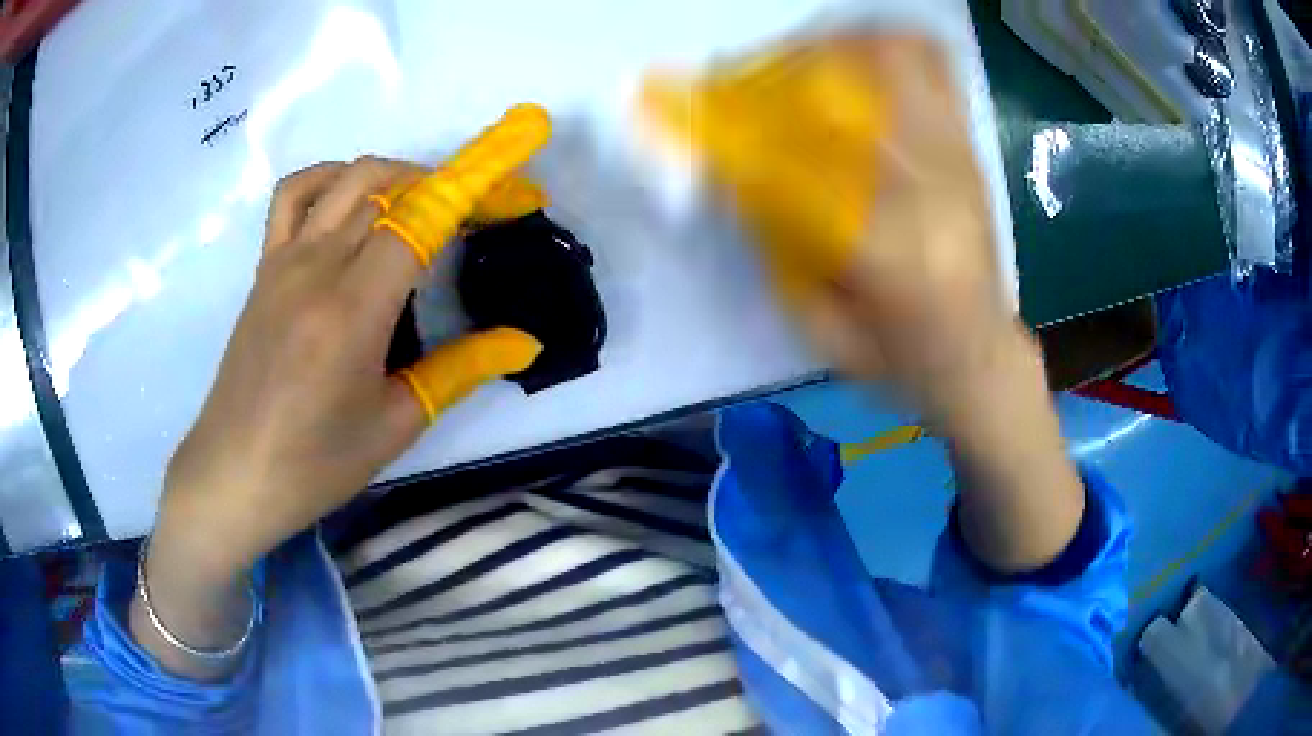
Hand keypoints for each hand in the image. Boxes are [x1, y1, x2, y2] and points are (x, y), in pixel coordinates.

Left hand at [155, 105, 551, 578]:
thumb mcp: (395, 424)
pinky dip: (331, 179)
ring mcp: (284, 261)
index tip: (520, 189)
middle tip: (485, 210)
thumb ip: (461, 370)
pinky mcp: (264, 268)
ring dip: (397, 175)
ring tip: (426, 203)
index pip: (422, 219)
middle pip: (390, 188)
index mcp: (353, 310)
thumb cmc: (314, 464)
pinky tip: (351, 202)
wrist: (233, 474)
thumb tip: (524, 342)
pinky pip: (295, 196)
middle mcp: (316, 268)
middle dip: (450, 184)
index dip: (477, 192)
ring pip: (347, 180)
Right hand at [644, 33, 1014, 423]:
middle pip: (842, 91)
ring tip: (795, 61)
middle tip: (737, 79)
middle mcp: (932, 189)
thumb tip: (735, 171)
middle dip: (774, 73)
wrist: (982, 356)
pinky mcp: (970, 147)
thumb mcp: (823, 328)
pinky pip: (934, 66)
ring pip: (893, 59)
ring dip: (831, 48)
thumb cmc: (902, 360)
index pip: (791, 163)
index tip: (680, 106)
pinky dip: (885, 47)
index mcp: (892, 253)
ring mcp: (958, 158)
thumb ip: (779, 247)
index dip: (727, 128)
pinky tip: (852, 58)